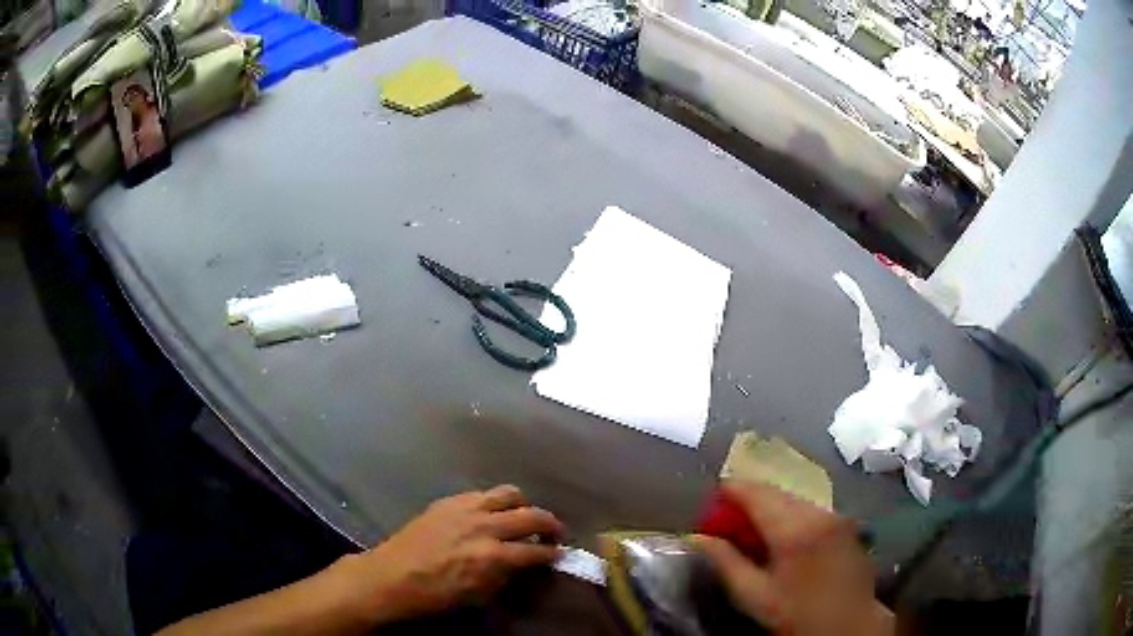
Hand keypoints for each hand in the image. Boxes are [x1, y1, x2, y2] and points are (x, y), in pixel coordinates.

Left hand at [345, 485, 564, 624]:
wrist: (392, 576)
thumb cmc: (435, 595)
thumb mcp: (478, 597)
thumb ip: (506, 577)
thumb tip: (524, 565)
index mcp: (493, 556)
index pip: (537, 550)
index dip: (553, 553)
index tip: (560, 554)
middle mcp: (484, 526)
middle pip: (531, 515)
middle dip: (550, 524)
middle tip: (553, 533)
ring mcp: (465, 508)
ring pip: (509, 493)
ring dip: (523, 505)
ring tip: (523, 516)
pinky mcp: (448, 500)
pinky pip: (481, 493)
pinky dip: (494, 502)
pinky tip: (489, 514)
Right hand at [693, 481, 892, 635]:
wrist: (848, 623)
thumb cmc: (796, 613)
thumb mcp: (754, 595)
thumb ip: (725, 562)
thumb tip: (694, 537)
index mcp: (794, 529)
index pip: (757, 494)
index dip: (733, 489)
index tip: (714, 494)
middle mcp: (818, 513)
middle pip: (777, 492)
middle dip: (750, 499)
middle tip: (727, 516)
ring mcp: (835, 516)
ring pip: (794, 499)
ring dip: (771, 507)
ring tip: (752, 528)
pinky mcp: (845, 523)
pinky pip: (810, 509)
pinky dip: (790, 514)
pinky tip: (781, 536)